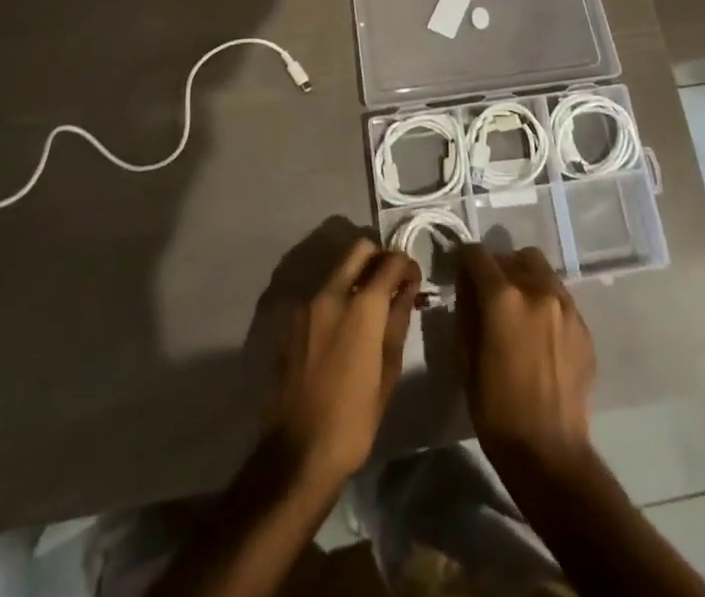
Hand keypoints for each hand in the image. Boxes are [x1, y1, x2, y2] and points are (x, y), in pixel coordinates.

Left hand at [266, 238, 419, 490]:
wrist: (297, 453)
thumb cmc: (354, 420)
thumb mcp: (388, 373)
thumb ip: (397, 322)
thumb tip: (407, 290)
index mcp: (362, 306)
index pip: (391, 261)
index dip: (407, 265)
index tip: (413, 280)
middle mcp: (331, 293)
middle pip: (359, 249)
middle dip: (379, 258)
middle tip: (391, 284)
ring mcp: (306, 304)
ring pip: (338, 269)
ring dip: (356, 276)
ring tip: (369, 308)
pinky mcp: (291, 320)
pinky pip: (320, 293)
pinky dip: (337, 296)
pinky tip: (343, 328)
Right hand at [455, 245, 595, 470]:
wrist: (549, 451)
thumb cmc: (496, 409)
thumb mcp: (465, 358)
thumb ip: (466, 311)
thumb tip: (468, 285)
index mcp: (503, 297)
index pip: (478, 254)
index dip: (465, 262)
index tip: (461, 276)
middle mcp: (537, 289)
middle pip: (513, 256)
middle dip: (497, 268)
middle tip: (489, 295)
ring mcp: (566, 305)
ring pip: (541, 270)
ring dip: (524, 279)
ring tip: (518, 311)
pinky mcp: (583, 325)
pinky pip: (559, 297)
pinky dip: (545, 302)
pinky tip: (540, 335)